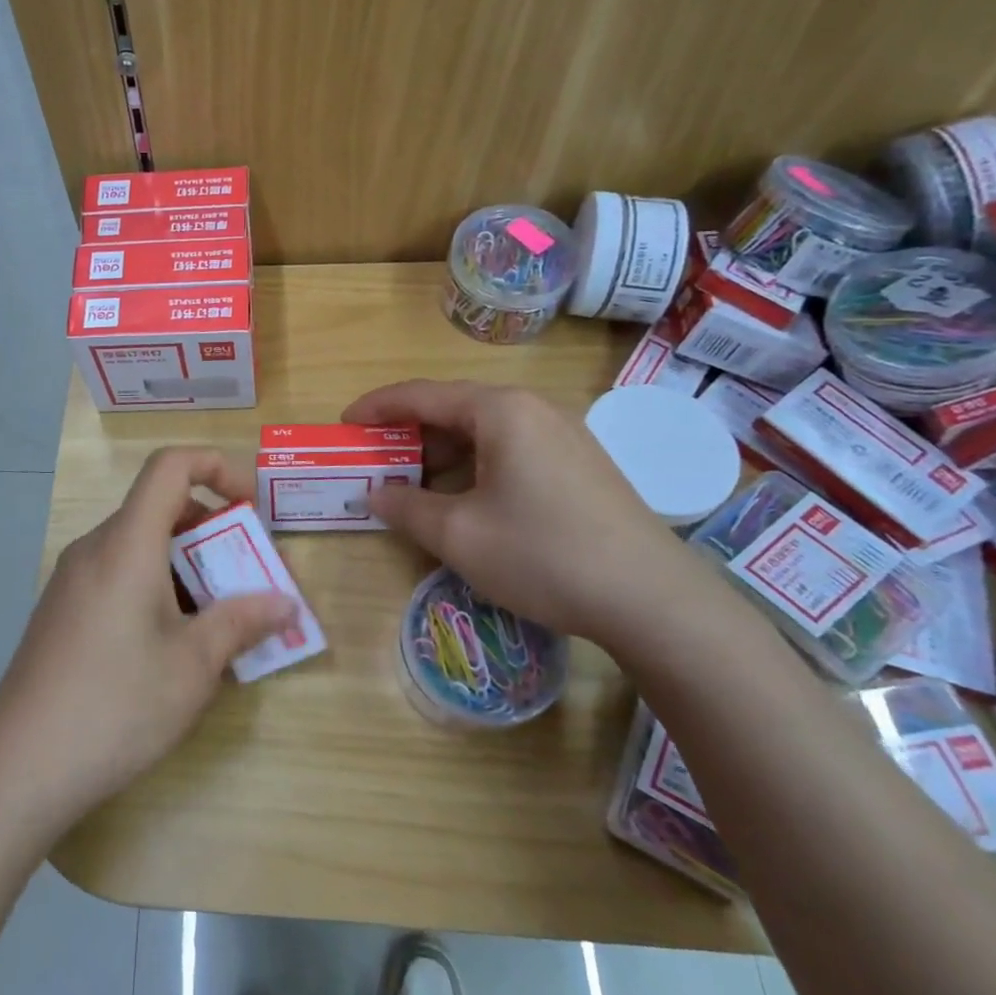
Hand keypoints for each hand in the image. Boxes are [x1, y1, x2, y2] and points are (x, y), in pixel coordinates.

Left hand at [0, 448, 293, 830]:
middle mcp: (95, 548)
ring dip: (187, 565)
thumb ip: (242, 623)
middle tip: (249, 576)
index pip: (170, 466)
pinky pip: (120, 574)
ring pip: (141, 546)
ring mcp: (72, 580)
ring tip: (220, 618)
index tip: (250, 507)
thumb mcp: (192, 665)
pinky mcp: (63, 610)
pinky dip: (157, 586)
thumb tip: (285, 604)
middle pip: (159, 508)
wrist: (18, 768)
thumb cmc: (115, 705)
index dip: (216, 467)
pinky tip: (173, 644)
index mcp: (127, 543)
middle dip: (213, 531)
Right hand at [344, 379, 713, 646]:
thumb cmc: (542, 554)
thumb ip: (405, 507)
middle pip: (453, 408)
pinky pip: (510, 448)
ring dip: (441, 451)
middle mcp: (532, 408)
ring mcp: (563, 434)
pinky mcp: (579, 463)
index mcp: (500, 410)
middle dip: (407, 432)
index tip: (343, 424)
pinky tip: (464, 497)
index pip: (420, 395)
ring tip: (411, 481)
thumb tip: (373, 494)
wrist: (652, 599)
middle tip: (373, 458)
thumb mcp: (458, 534)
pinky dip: (474, 464)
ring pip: (483, 430)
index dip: (375, 408)